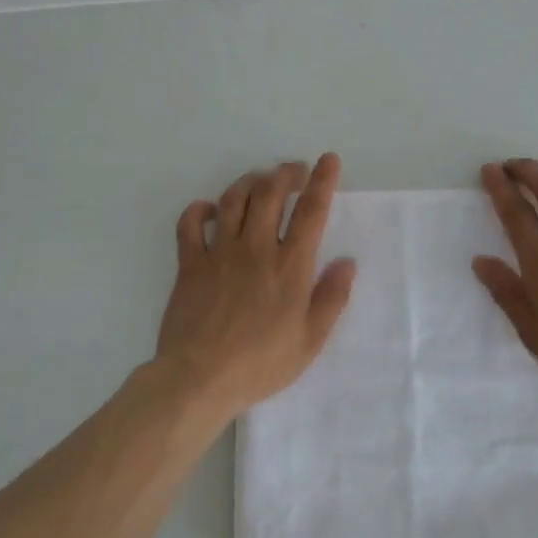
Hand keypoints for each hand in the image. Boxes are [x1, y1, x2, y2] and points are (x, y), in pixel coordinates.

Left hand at [152, 154, 356, 419]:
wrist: (199, 378)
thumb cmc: (261, 364)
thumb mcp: (310, 341)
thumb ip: (331, 298)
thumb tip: (347, 262)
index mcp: (289, 266)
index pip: (310, 211)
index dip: (322, 180)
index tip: (328, 160)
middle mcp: (255, 248)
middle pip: (270, 193)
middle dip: (285, 173)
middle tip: (293, 171)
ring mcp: (219, 252)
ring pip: (233, 199)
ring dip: (249, 182)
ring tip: (259, 181)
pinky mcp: (190, 263)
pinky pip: (190, 223)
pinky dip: (200, 209)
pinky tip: (209, 209)